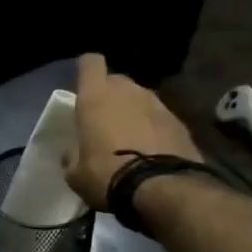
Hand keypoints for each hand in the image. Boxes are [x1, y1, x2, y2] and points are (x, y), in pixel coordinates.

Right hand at [63, 53, 202, 210]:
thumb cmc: (106, 175)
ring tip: (128, 137)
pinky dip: (151, 127)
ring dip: (132, 111)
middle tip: (103, 119)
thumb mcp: (75, 173)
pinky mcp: (178, 120)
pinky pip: (157, 116)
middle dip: (109, 94)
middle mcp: (127, 92)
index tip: (82, 87)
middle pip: (116, 80)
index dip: (86, 71)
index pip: (90, 63)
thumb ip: (72, 154)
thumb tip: (73, 151)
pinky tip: (149, 149)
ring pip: (138, 97)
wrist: (161, 188)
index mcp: (96, 98)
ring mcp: (156, 104)